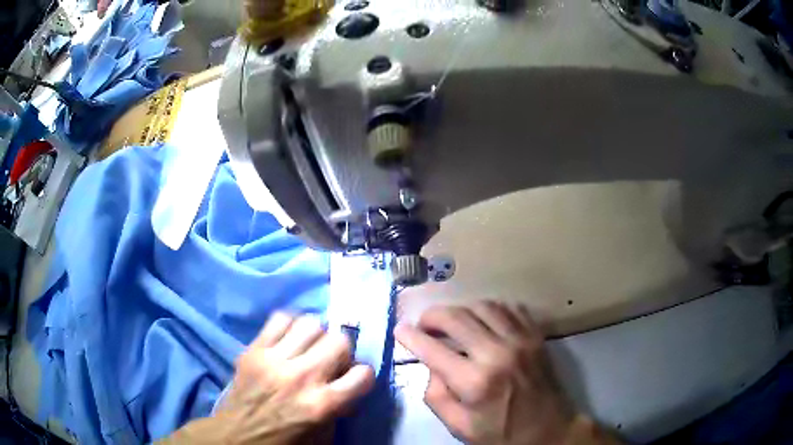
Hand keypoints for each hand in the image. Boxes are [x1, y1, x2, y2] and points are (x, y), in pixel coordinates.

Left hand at [163, 313, 374, 444]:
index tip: (354, 379)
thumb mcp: (323, 436)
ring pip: (311, 324)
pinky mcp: (254, 350)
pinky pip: (279, 319)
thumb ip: (340, 407)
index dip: (362, 376)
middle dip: (341, 351)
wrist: (237, 436)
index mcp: (322, 405)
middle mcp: (301, 377)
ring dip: (316, 336)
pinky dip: (289, 325)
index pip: (363, 374)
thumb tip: (347, 382)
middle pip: (339, 341)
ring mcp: (275, 360)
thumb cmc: (284, 441)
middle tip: (331, 362)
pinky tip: (288, 338)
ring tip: (308, 348)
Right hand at [395, 302, 610, 444]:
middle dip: (432, 315)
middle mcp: (498, 353)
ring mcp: (521, 340)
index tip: (399, 330)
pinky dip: (490, 309)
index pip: (433, 349)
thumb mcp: (459, 427)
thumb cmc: (501, 434)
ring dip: (461, 309)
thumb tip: (432, 365)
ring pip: (483, 306)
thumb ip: (436, 396)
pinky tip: (483, 321)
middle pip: (456, 317)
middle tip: (423, 324)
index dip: (410, 336)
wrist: (549, 430)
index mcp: (475, 382)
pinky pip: (510, 308)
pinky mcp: (536, 336)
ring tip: (452, 322)